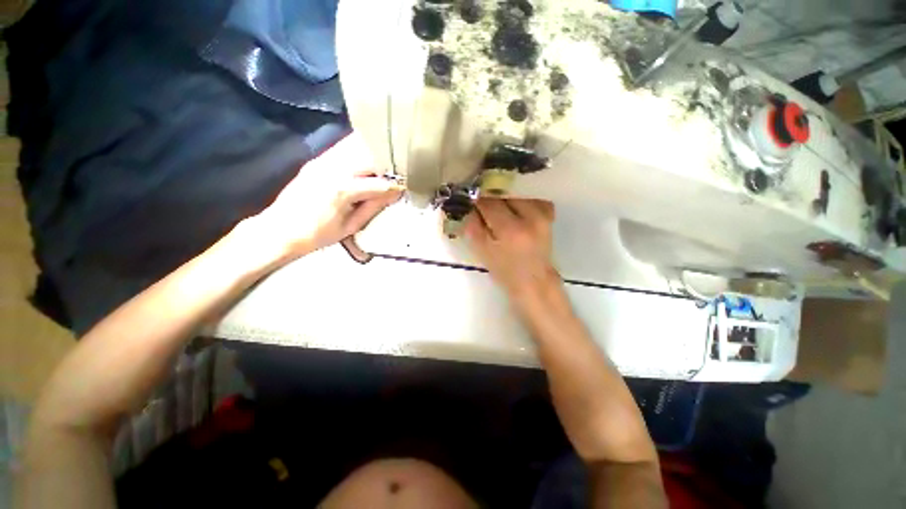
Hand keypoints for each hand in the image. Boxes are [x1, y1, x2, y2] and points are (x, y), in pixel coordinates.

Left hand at [250, 134, 402, 261]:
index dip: (396, 186)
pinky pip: (343, 148)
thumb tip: (394, 193)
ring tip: (388, 160)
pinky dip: (359, 150)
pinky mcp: (317, 160)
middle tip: (401, 170)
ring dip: (374, 152)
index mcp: (343, 189)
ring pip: (356, 146)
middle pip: (369, 156)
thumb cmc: (317, 235)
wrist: (278, 229)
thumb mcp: (350, 226)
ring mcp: (323, 161)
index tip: (407, 186)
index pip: (380, 183)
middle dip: (388, 162)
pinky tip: (368, 157)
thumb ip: (373, 206)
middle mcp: (333, 168)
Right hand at [464, 198, 558, 297]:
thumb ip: (472, 224)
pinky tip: (514, 207)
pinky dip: (520, 198)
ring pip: (518, 190)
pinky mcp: (549, 214)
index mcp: (510, 230)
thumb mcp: (481, 250)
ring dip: (505, 195)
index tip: (468, 197)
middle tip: (482, 200)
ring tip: (498, 204)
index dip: (476, 198)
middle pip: (505, 192)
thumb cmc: (504, 270)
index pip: (488, 203)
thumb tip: (467, 203)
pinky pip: (531, 196)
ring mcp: (543, 214)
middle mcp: (530, 217)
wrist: (533, 280)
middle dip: (491, 194)